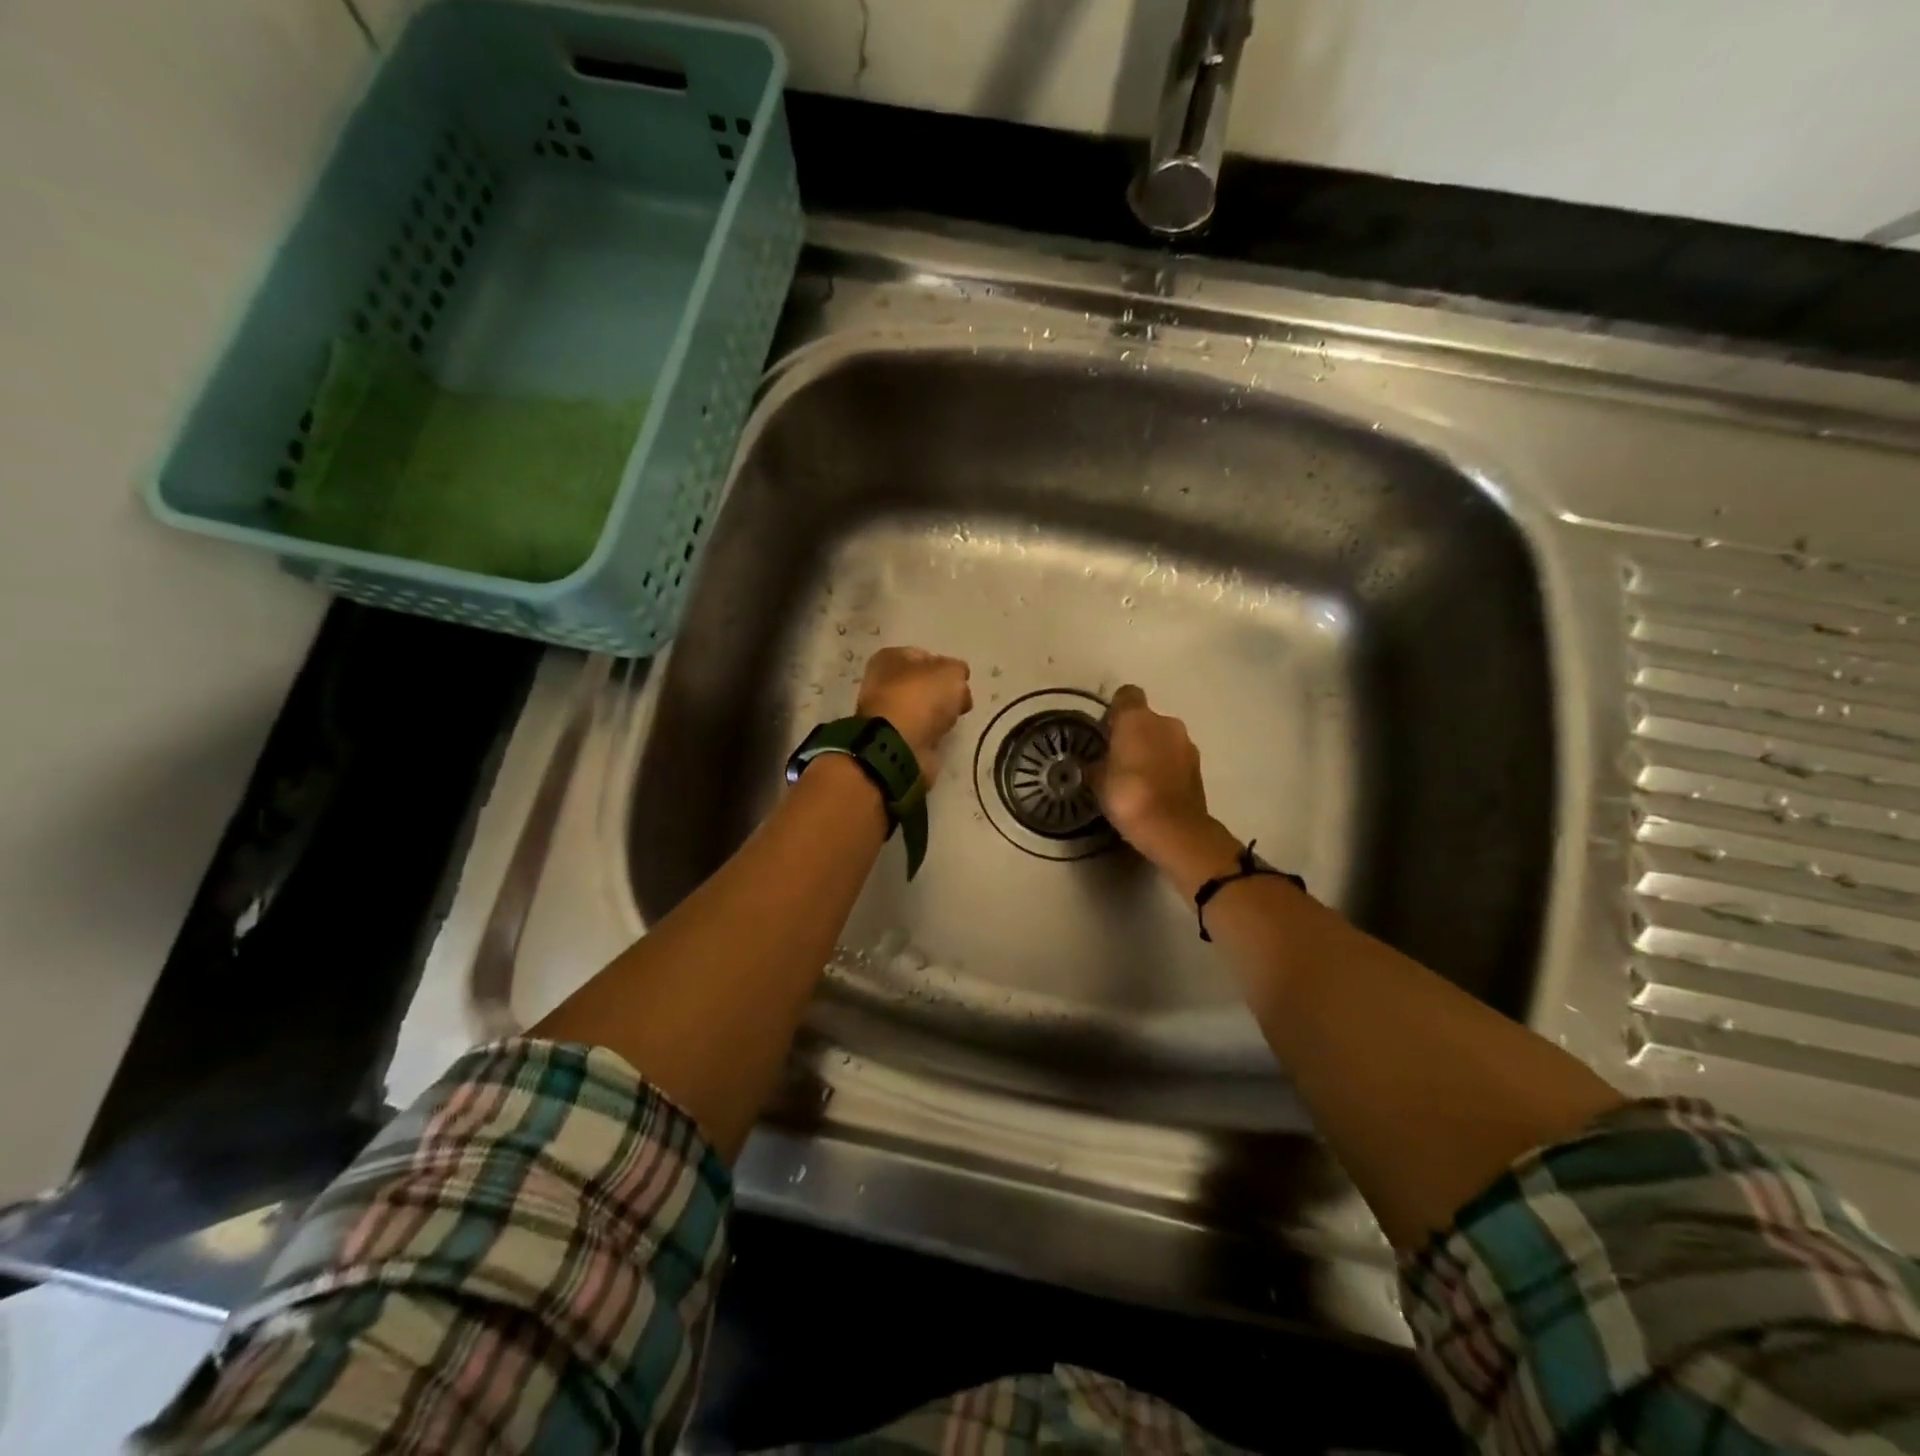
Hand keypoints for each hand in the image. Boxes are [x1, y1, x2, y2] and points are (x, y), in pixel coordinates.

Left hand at [857, 647, 972, 780]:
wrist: (899, 745)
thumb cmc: (921, 698)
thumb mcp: (951, 673)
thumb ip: (958, 671)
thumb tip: (957, 679)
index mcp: (890, 658)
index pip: (924, 655)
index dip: (946, 666)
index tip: (961, 681)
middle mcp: (881, 682)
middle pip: (921, 684)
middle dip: (941, 693)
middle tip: (959, 703)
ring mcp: (885, 713)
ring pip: (919, 709)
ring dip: (935, 716)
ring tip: (949, 723)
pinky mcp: (891, 739)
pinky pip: (918, 731)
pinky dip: (929, 735)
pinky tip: (938, 737)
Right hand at [1090, 685, 1223, 871]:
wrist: (1173, 828)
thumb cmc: (1128, 795)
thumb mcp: (1098, 781)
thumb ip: (1095, 764)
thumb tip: (1093, 762)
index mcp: (1137, 718)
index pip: (1126, 695)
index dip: (1115, 710)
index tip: (1106, 730)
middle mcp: (1165, 722)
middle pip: (1146, 719)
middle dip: (1134, 734)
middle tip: (1118, 758)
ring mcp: (1186, 744)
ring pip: (1163, 739)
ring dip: (1152, 751)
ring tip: (1137, 777)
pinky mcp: (1198, 767)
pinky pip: (1175, 759)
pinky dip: (1165, 768)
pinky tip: (1153, 789)